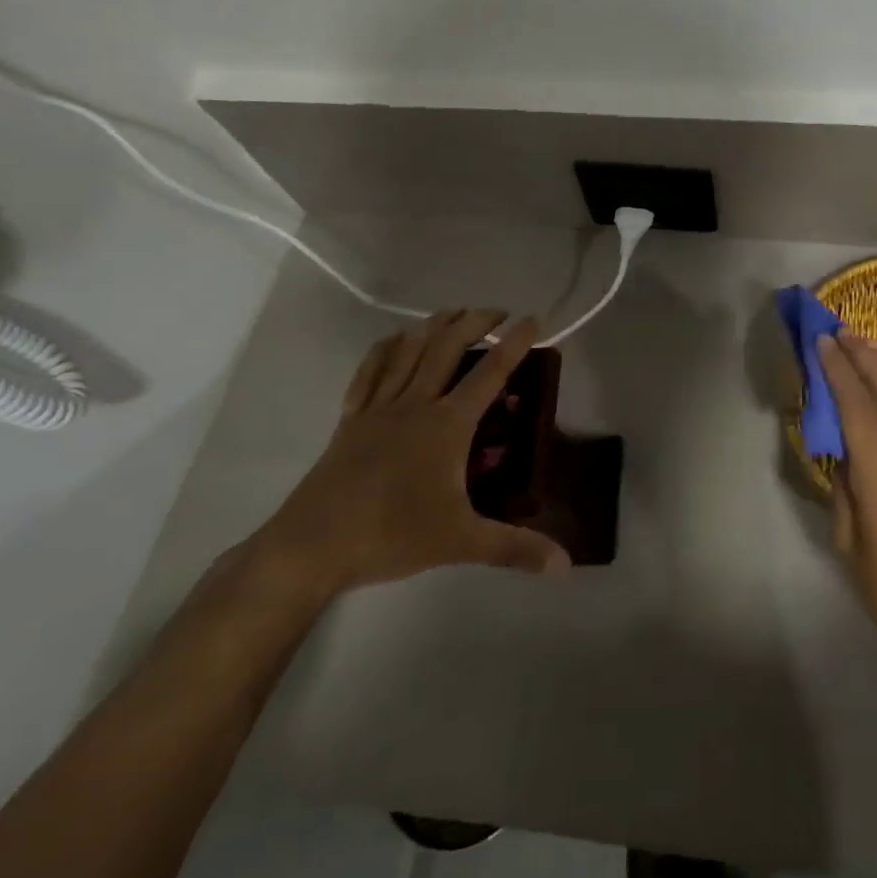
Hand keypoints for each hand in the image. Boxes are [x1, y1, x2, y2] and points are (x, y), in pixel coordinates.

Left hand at [252, 309, 569, 600]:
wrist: (312, 546)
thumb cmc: (392, 535)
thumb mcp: (462, 542)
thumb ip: (515, 549)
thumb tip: (564, 565)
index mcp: (447, 424)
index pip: (490, 373)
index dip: (515, 343)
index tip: (533, 319)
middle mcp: (416, 404)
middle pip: (447, 347)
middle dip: (475, 322)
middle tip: (496, 312)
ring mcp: (379, 408)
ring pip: (409, 350)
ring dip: (434, 325)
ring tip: (453, 313)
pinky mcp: (351, 420)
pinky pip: (370, 371)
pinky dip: (386, 348)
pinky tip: (395, 340)